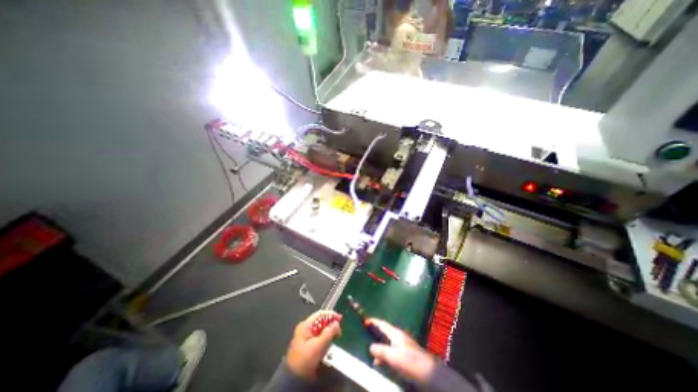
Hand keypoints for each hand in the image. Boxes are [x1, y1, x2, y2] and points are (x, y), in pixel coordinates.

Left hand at [284, 311, 343, 380]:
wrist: (294, 380)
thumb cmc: (305, 360)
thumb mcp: (318, 345)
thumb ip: (329, 332)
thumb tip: (337, 323)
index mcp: (305, 325)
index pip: (320, 314)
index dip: (331, 314)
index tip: (340, 318)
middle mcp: (305, 329)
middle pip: (321, 322)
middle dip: (331, 325)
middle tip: (339, 331)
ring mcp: (306, 338)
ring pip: (321, 330)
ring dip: (329, 333)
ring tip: (336, 337)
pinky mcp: (308, 346)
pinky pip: (319, 338)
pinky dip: (326, 339)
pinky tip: (329, 345)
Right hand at [366, 318, 434, 381]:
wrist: (430, 374)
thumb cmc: (410, 361)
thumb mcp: (393, 356)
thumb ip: (381, 350)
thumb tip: (370, 346)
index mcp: (395, 333)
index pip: (382, 324)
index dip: (373, 322)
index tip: (364, 320)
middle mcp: (398, 337)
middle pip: (384, 333)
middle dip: (374, 333)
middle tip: (364, 335)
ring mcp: (402, 346)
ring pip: (386, 344)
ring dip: (378, 347)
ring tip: (369, 352)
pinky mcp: (405, 356)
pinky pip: (390, 353)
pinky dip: (384, 356)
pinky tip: (380, 363)